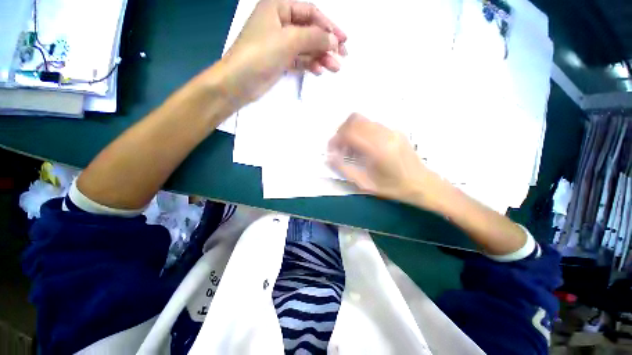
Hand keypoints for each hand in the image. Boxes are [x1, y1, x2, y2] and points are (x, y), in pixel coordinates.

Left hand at [218, 0, 346, 105]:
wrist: (239, 82)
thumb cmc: (261, 53)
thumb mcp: (290, 40)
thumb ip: (314, 37)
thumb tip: (334, 40)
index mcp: (279, 7)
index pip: (311, 12)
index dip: (329, 26)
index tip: (343, 41)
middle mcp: (280, 22)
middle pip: (310, 31)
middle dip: (326, 44)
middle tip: (342, 57)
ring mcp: (280, 43)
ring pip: (306, 47)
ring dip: (321, 57)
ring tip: (334, 68)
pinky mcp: (280, 61)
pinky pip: (299, 60)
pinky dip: (310, 64)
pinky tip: (319, 71)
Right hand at [328, 113, 446, 209]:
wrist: (422, 184)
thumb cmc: (392, 187)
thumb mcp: (365, 184)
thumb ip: (344, 169)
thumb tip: (328, 158)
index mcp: (377, 149)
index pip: (349, 132)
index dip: (335, 139)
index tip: (331, 150)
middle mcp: (384, 134)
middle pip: (354, 120)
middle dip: (341, 131)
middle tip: (339, 147)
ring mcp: (391, 130)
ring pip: (363, 120)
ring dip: (351, 130)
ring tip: (350, 148)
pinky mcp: (395, 130)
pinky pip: (372, 124)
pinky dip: (361, 131)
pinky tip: (363, 146)